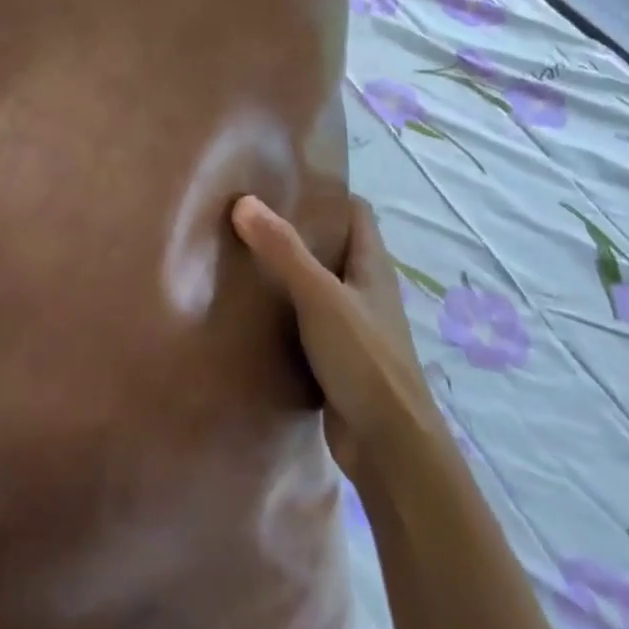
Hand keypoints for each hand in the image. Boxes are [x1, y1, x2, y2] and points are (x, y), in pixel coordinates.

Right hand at [231, 194, 439, 482]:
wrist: (389, 447)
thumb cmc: (364, 360)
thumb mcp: (320, 297)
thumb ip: (284, 250)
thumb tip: (244, 201)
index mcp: (372, 266)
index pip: (355, 212)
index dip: (325, 193)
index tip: (283, 182)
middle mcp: (365, 290)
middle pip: (331, 247)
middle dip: (295, 230)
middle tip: (246, 216)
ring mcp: (353, 326)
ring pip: (316, 285)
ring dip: (285, 273)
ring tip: (239, 255)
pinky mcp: (336, 358)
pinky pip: (305, 321)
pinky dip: (282, 312)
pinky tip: (250, 310)